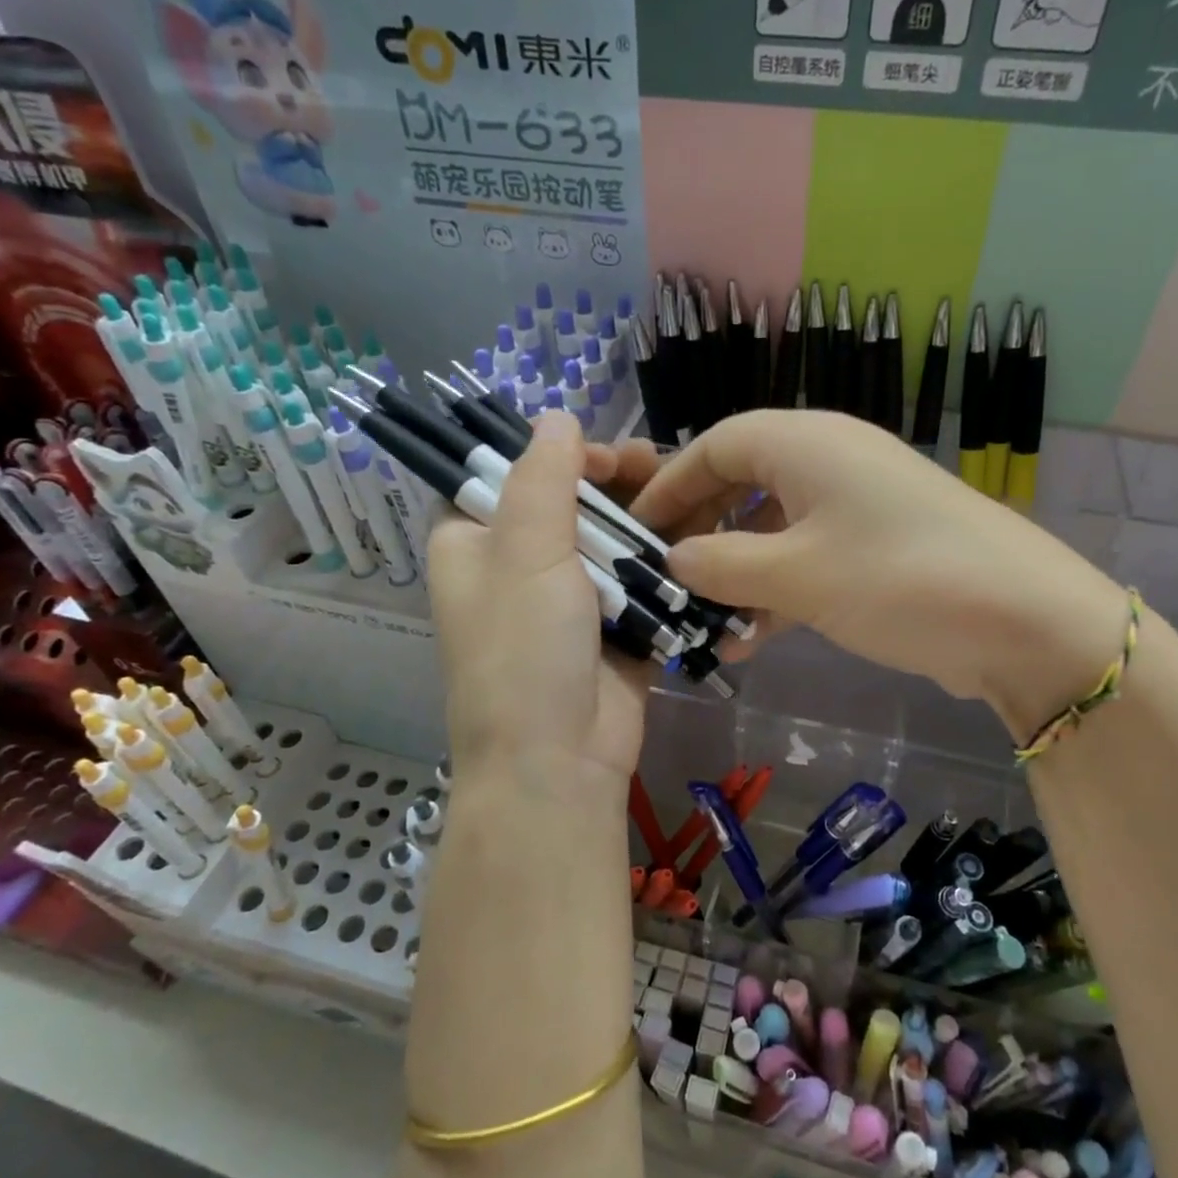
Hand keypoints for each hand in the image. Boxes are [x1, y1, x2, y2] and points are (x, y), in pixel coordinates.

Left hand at [425, 411, 662, 791]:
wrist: (560, 762)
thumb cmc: (525, 651)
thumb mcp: (525, 552)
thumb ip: (542, 478)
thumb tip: (556, 416)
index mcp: (475, 544)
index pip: (505, 474)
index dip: (553, 454)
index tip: (601, 452)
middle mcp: (518, 566)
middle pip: (569, 503)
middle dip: (615, 483)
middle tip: (658, 467)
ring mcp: (570, 599)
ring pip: (611, 538)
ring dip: (648, 519)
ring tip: (692, 499)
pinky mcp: (614, 626)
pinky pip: (640, 580)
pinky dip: (666, 562)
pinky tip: (702, 537)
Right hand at [628, 410, 1127, 738]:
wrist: (1023, 620)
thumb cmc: (897, 577)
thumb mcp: (796, 575)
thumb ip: (722, 565)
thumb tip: (674, 559)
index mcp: (806, 442)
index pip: (716, 445)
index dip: (670, 484)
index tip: (635, 529)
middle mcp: (829, 460)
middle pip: (741, 482)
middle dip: (700, 531)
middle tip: (664, 577)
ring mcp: (856, 504)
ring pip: (773, 527)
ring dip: (736, 572)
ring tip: (703, 624)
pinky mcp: (877, 547)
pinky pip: (807, 557)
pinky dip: (776, 590)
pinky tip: (750, 640)